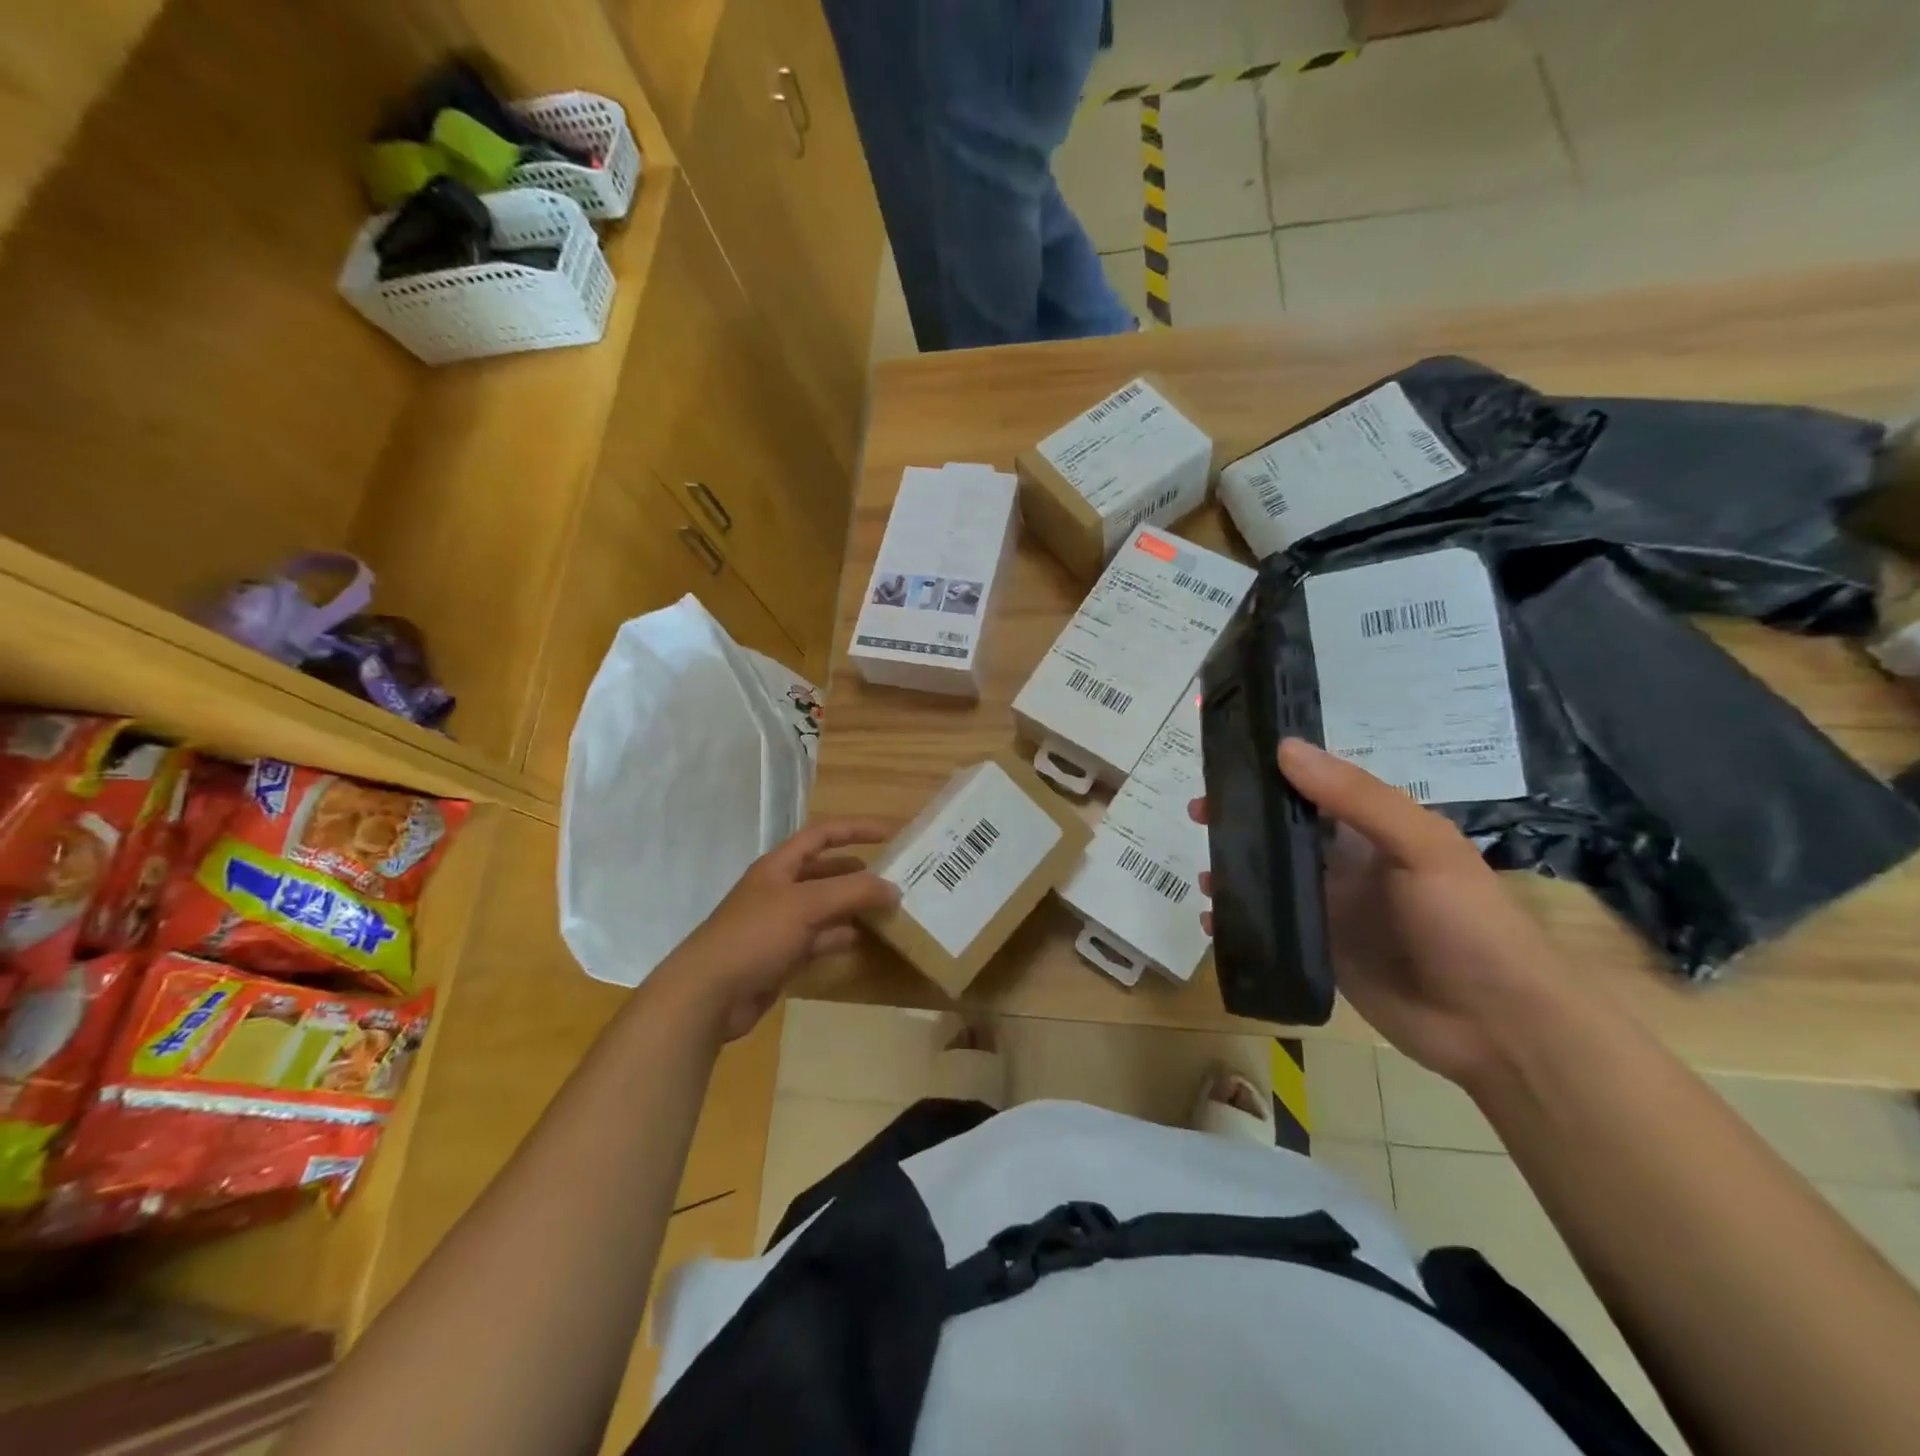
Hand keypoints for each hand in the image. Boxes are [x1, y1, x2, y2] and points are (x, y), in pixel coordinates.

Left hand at [653, 817, 899, 1041]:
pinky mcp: (782, 955)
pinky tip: (864, 939)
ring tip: (889, 908)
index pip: (823, 834)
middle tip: (895, 875)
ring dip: (853, 905)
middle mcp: (780, 889)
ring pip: (825, 906)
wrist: (709, 994)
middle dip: (858, 870)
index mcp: (779, 865)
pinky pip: (820, 938)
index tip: (891, 833)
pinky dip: (841, 936)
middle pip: (826, 870)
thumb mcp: (807, 905)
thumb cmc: (756, 935)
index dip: (856, 829)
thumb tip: (894, 889)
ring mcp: (780, 923)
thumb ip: (853, 892)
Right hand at [1192, 739, 1567, 1087]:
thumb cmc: (1468, 923)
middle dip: (1239, 820)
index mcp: (1371, 830)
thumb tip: (1284, 747)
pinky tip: (1214, 923)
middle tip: (1198, 815)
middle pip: (1280, 831)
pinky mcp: (1318, 952)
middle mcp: (1345, 863)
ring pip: (1267, 878)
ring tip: (1205, 877)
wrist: (1499, 1027)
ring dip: (1232, 871)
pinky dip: (1237, 922)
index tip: (1222, 767)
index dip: (1266, 774)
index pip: (1310, 788)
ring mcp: (1330, 910)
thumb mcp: (1421, 846)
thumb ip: (1356, 797)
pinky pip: (1268, 927)